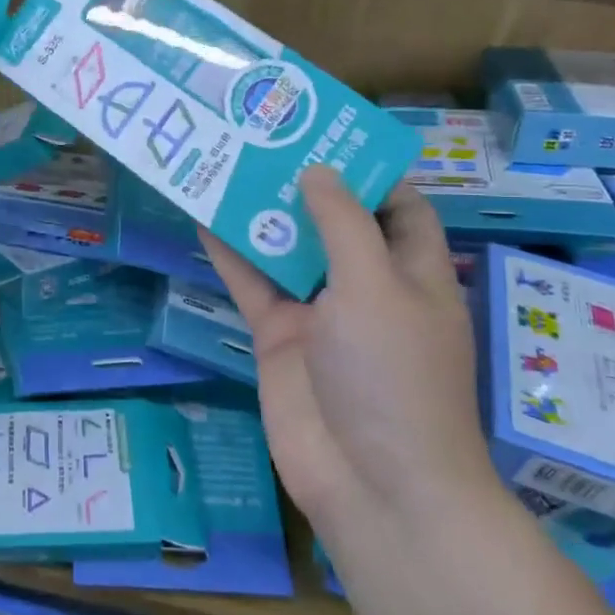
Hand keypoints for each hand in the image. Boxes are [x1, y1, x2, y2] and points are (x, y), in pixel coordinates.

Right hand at [200, 169, 495, 537]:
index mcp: (413, 271)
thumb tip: (317, 171)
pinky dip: (231, 255)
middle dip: (303, 184)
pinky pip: (253, 286)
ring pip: (287, 250)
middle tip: (262, 136)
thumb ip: (343, 224)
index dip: (366, 170)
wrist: (371, 482)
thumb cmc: (393, 374)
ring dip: (261, 213)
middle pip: (334, 223)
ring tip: (226, 162)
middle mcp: (367, 287)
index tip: (325, 132)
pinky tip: (202, 217)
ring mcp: (320, 314)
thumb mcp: (375, 285)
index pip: (397, 207)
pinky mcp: (280, 338)